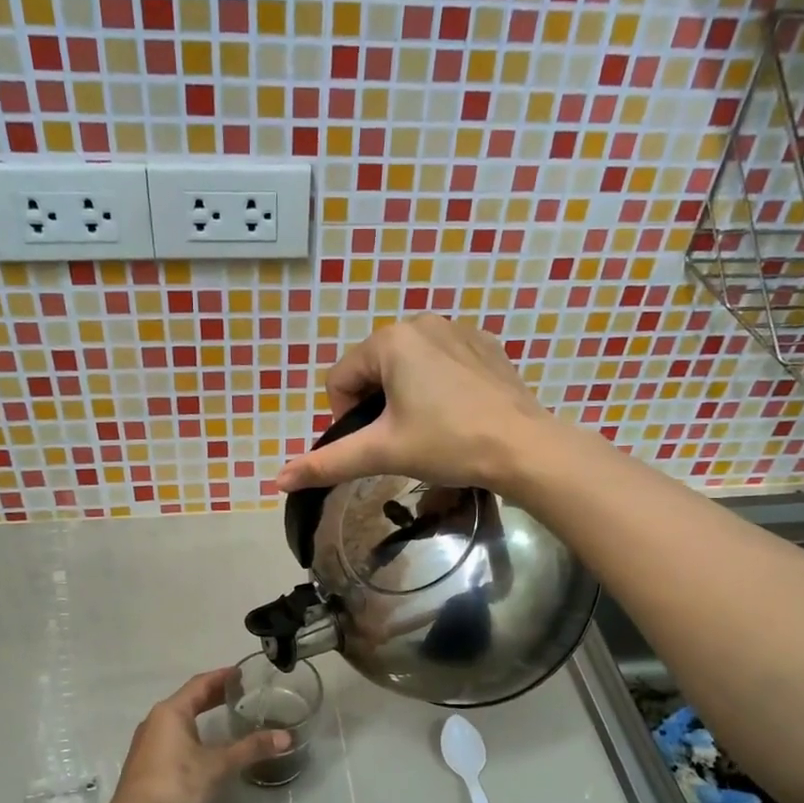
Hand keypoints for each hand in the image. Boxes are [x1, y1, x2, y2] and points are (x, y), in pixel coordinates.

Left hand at [106, 669, 289, 802]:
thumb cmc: (177, 784)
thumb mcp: (219, 765)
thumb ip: (251, 748)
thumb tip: (286, 738)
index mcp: (171, 712)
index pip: (200, 684)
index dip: (222, 676)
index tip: (241, 673)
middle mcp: (155, 721)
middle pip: (188, 699)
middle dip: (213, 695)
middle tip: (239, 693)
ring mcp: (147, 742)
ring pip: (178, 719)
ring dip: (201, 714)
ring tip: (225, 717)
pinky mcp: (145, 763)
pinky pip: (172, 736)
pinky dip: (192, 731)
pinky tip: (204, 746)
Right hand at [273, 315, 553, 493]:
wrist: (524, 447)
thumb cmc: (448, 444)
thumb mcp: (383, 453)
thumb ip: (328, 463)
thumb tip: (279, 480)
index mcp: (390, 340)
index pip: (340, 379)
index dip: (347, 418)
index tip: (377, 443)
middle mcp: (422, 322)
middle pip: (374, 370)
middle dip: (378, 406)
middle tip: (404, 440)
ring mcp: (458, 329)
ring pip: (408, 366)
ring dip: (407, 397)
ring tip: (432, 429)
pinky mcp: (485, 345)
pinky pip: (442, 363)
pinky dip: (439, 387)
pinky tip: (458, 414)